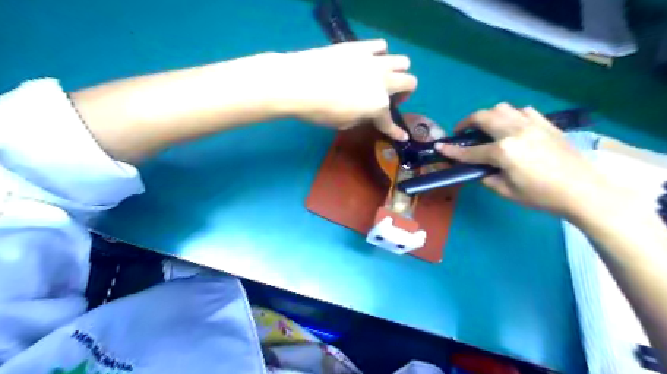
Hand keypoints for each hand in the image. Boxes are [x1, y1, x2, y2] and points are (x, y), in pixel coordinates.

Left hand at [273, 40, 414, 141]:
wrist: (297, 83)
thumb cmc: (319, 111)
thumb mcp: (343, 123)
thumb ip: (362, 118)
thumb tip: (368, 113)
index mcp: (377, 105)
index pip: (390, 123)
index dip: (396, 132)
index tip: (402, 137)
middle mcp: (382, 82)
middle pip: (410, 82)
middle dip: (404, 93)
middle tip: (390, 99)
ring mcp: (373, 62)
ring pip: (402, 61)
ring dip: (397, 71)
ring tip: (383, 77)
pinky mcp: (360, 47)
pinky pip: (380, 46)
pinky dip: (380, 54)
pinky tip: (369, 60)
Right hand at [438, 104, 619, 216]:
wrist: (583, 190)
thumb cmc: (541, 196)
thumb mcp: (506, 191)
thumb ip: (486, 177)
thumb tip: (478, 169)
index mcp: (504, 151)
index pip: (470, 151)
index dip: (452, 150)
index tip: (439, 146)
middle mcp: (515, 132)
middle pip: (483, 117)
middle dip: (467, 122)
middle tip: (462, 132)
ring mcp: (532, 124)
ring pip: (502, 108)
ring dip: (488, 116)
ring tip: (486, 128)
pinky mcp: (545, 124)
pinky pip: (522, 111)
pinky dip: (510, 116)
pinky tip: (511, 127)